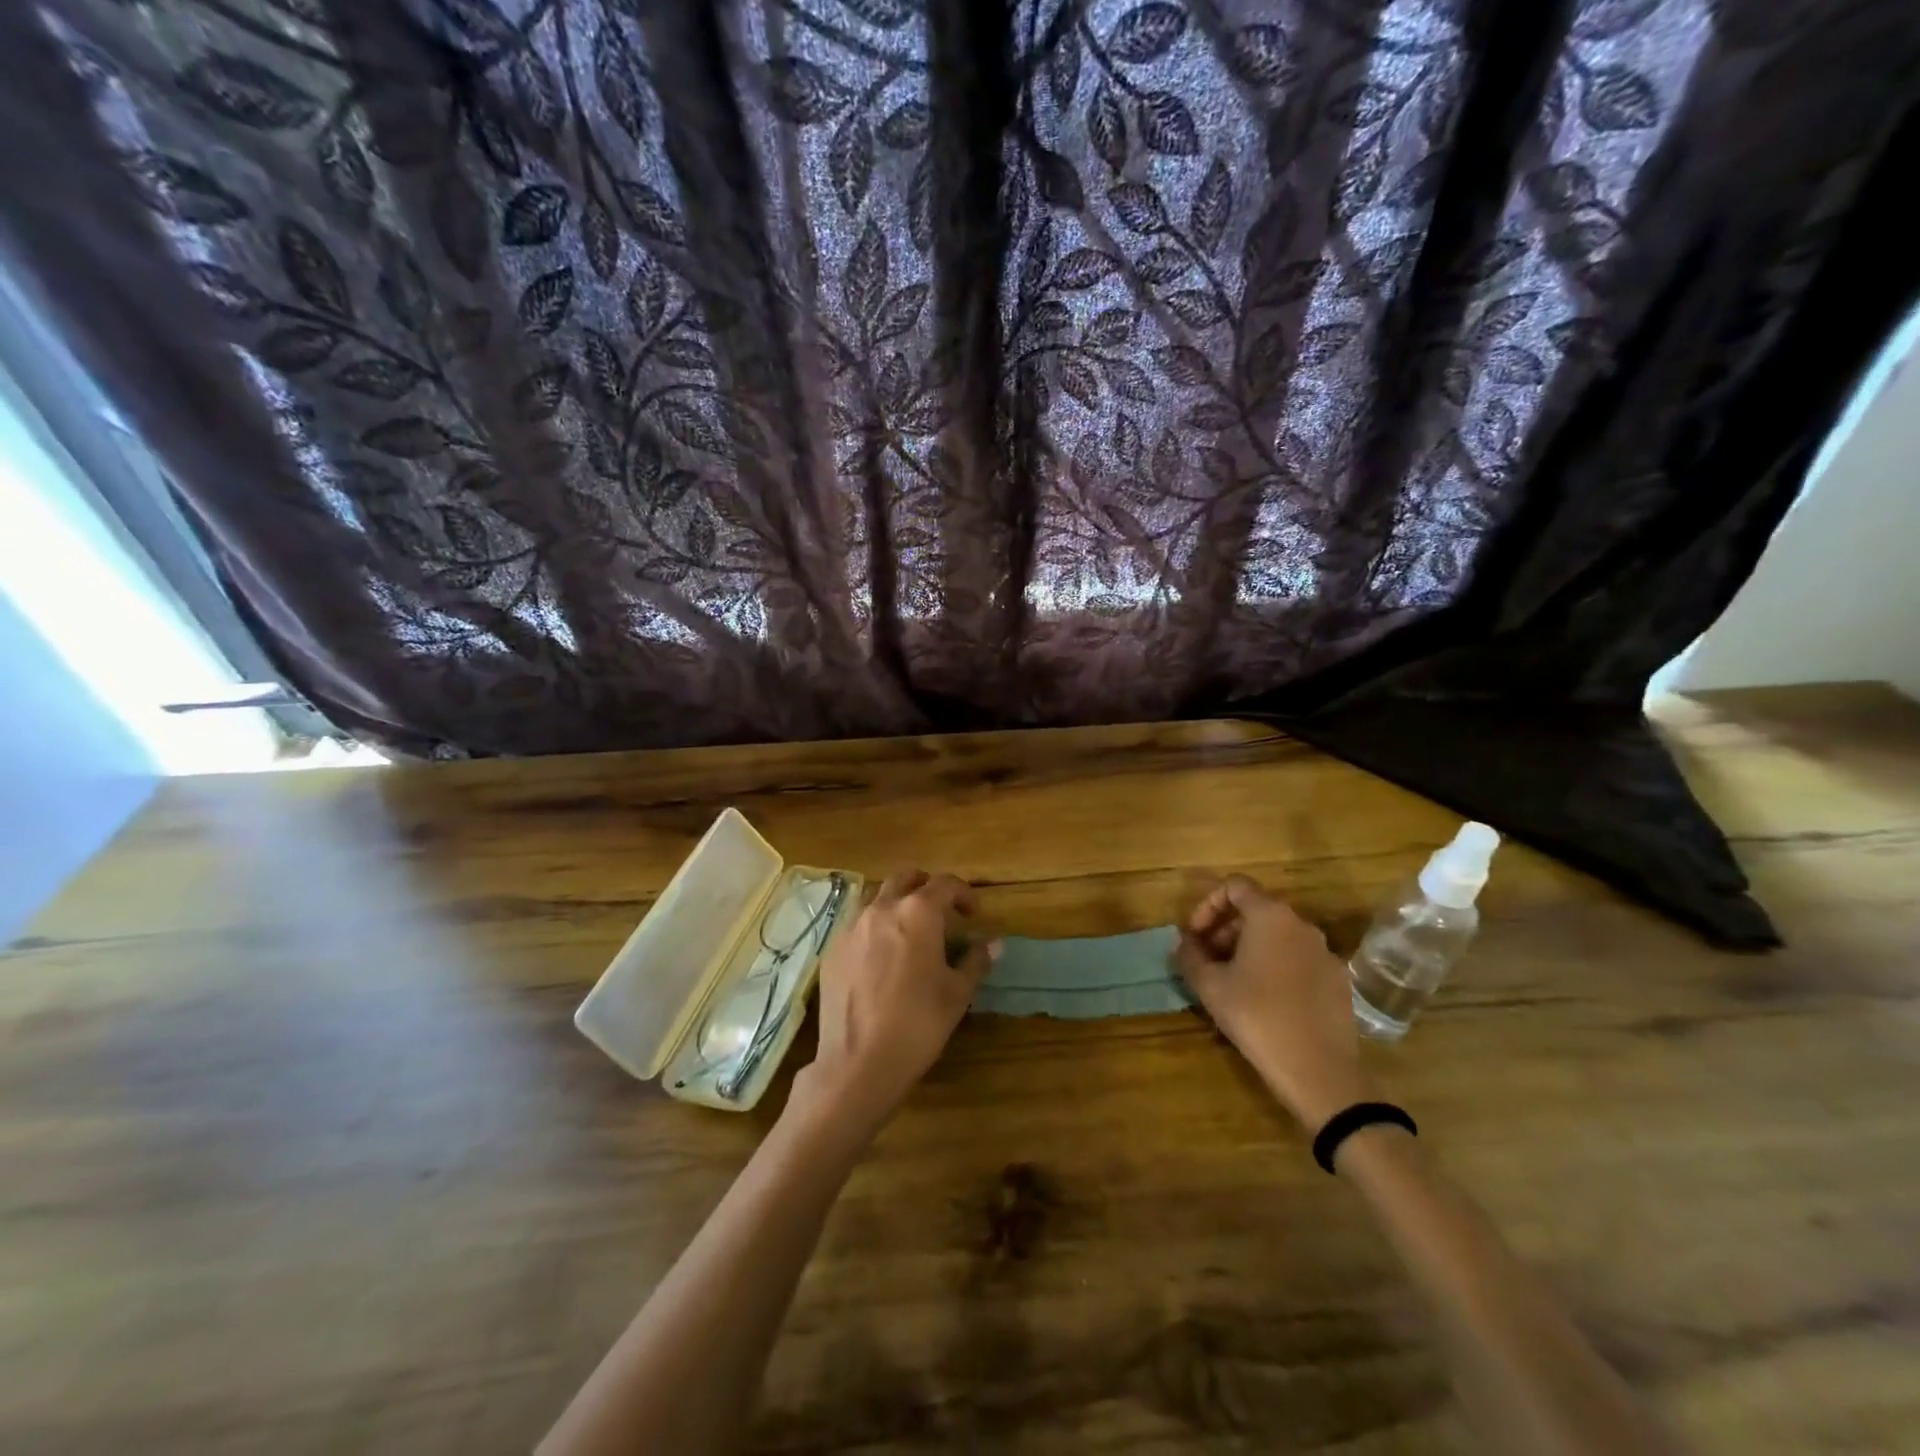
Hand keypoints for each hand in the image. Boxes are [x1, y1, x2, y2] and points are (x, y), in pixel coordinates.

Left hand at [795, 870, 997, 1134]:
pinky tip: (882, 956)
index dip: (964, 894)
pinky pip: (857, 924)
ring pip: (877, 897)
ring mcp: (852, 927)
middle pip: (905, 879)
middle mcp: (882, 908)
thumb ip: (975, 961)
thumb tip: (994, 943)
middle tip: (941, 910)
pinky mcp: (833, 949)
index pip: (945, 884)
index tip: (974, 913)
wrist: (859, 1062)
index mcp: (918, 912)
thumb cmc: (918, 1023)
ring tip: (910, 930)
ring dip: (897, 903)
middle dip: (926, 887)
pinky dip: (874, 928)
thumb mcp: (957, 993)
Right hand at [1176, 876, 1373, 1131]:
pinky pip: (1298, 960)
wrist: (1319, 1071)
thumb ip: (1190, 955)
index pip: (1235, 886)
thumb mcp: (1209, 985)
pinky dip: (1275, 967)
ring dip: (1248, 949)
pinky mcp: (1338, 981)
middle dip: (1225, 930)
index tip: (1194, 935)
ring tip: (1231, 982)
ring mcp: (1325, 953)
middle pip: (1257, 911)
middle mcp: (1302, 925)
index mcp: (1271, 916)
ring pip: (1278, 936)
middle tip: (1206, 960)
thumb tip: (1184, 943)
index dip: (1207, 904)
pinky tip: (1263, 1002)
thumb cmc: (1256, 1016)